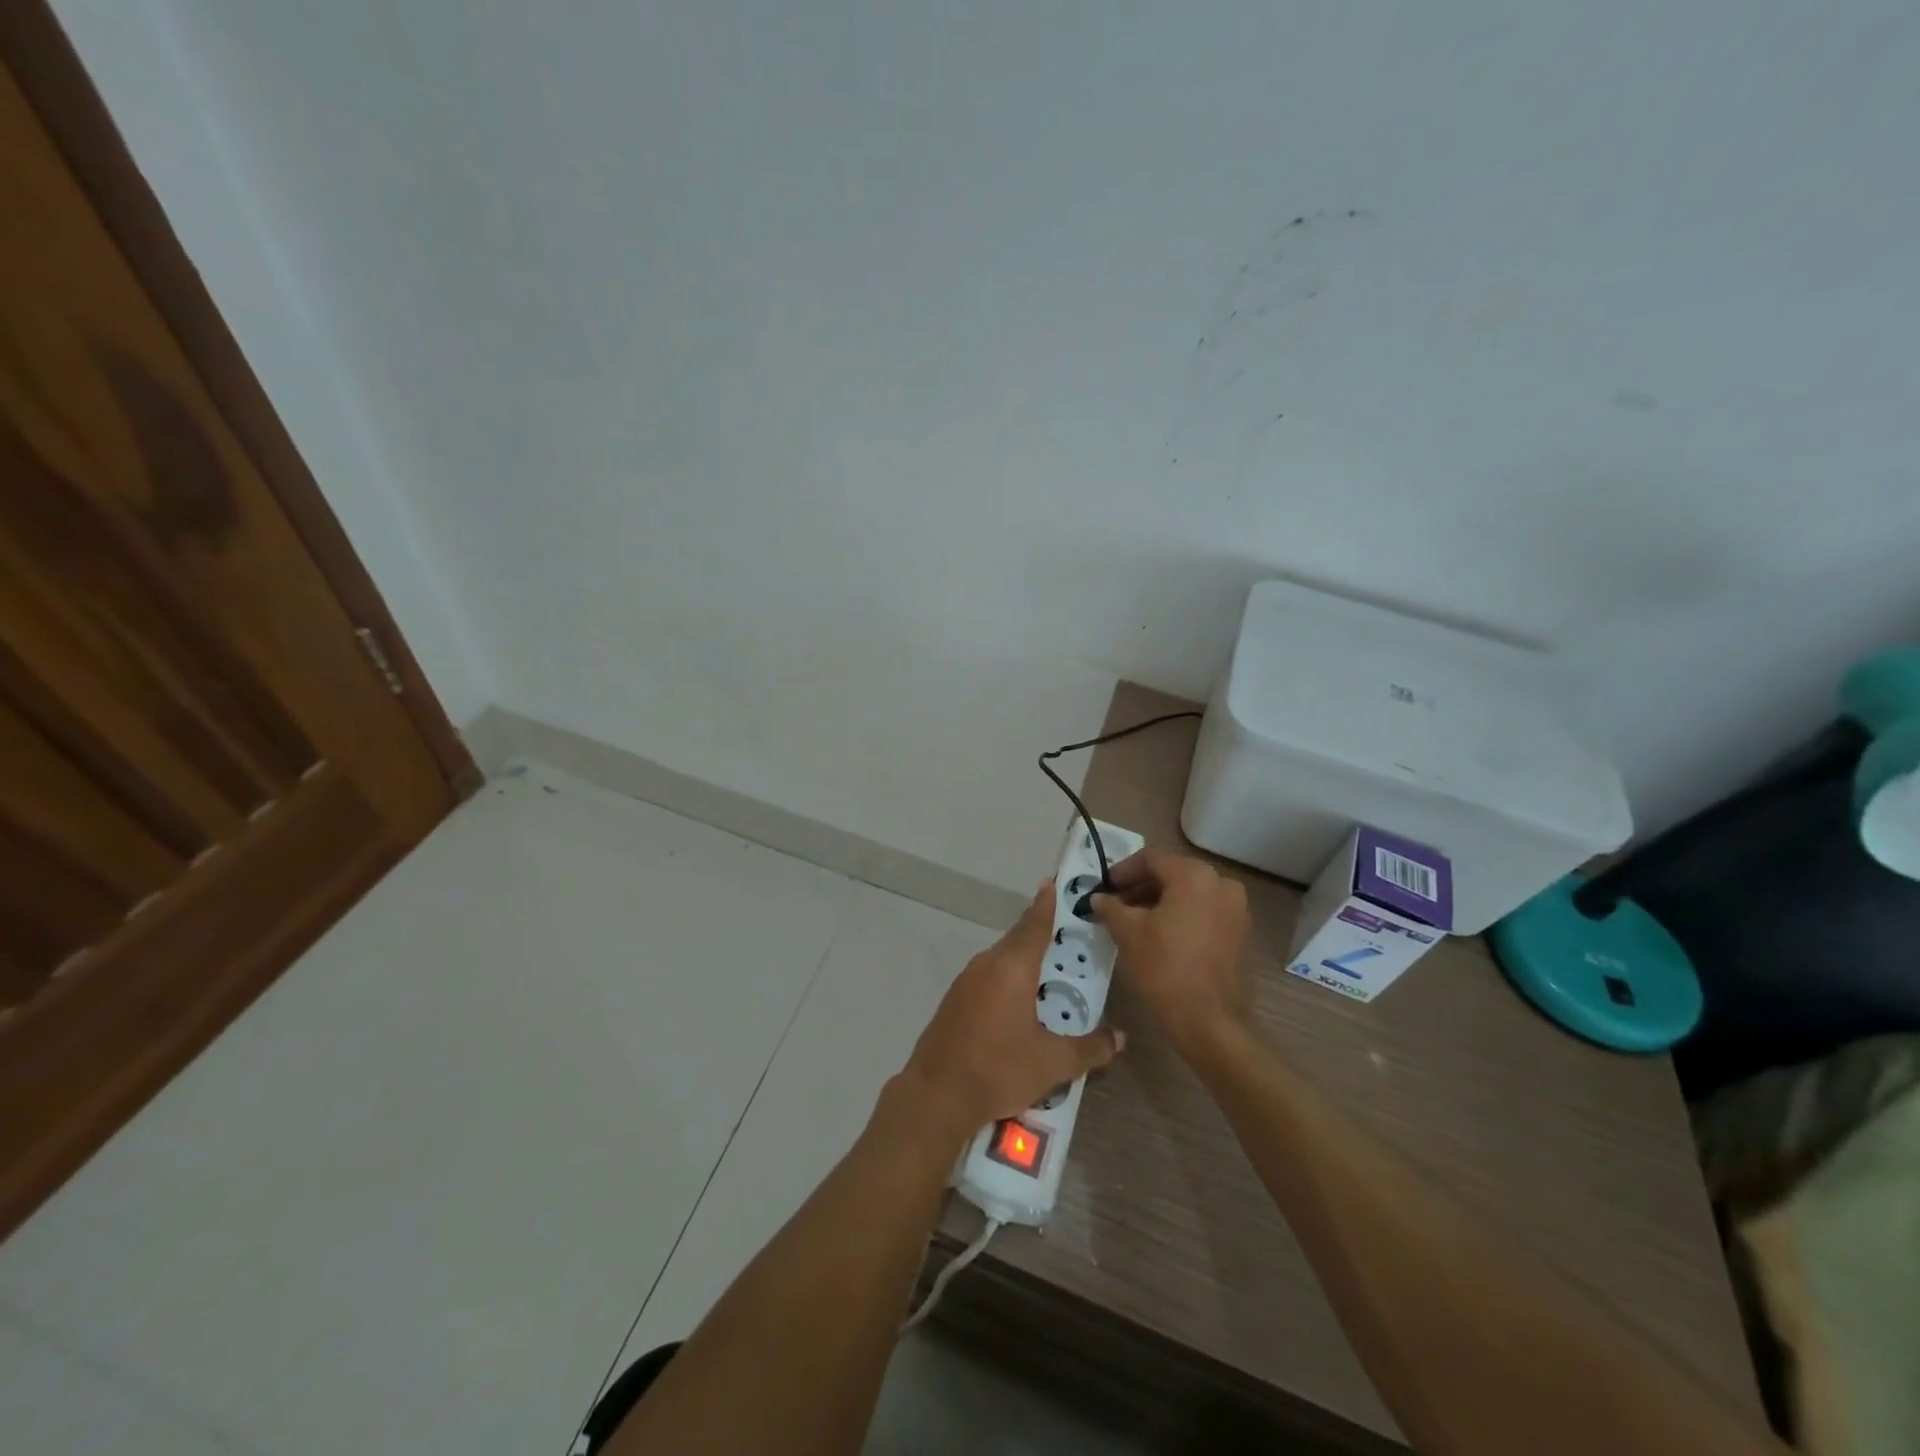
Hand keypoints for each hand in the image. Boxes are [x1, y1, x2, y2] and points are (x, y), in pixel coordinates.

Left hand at [899, 881, 1123, 1142]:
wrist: (935, 1096)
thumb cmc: (998, 1070)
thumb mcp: (1052, 1064)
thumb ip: (1090, 1048)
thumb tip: (1120, 1037)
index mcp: (1012, 968)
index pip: (1035, 924)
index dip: (1047, 902)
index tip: (1055, 881)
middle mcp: (987, 964)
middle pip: (1019, 938)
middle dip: (1042, 931)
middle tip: (1069, 931)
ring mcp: (966, 980)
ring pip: (1002, 958)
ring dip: (1025, 958)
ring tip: (1051, 969)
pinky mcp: (954, 999)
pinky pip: (989, 975)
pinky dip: (1008, 977)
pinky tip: (1021, 1000)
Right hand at [1091, 849, 1251, 1056]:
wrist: (1208, 1020)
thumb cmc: (1164, 968)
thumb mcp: (1127, 932)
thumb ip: (1110, 907)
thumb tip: (1099, 898)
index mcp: (1194, 876)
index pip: (1151, 859)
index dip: (1122, 871)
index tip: (1103, 886)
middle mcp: (1221, 883)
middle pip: (1172, 873)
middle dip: (1141, 886)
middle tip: (1115, 903)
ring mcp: (1235, 908)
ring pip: (1189, 892)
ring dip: (1160, 900)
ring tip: (1133, 919)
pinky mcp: (1239, 931)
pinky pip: (1204, 910)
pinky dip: (1180, 914)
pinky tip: (1159, 933)